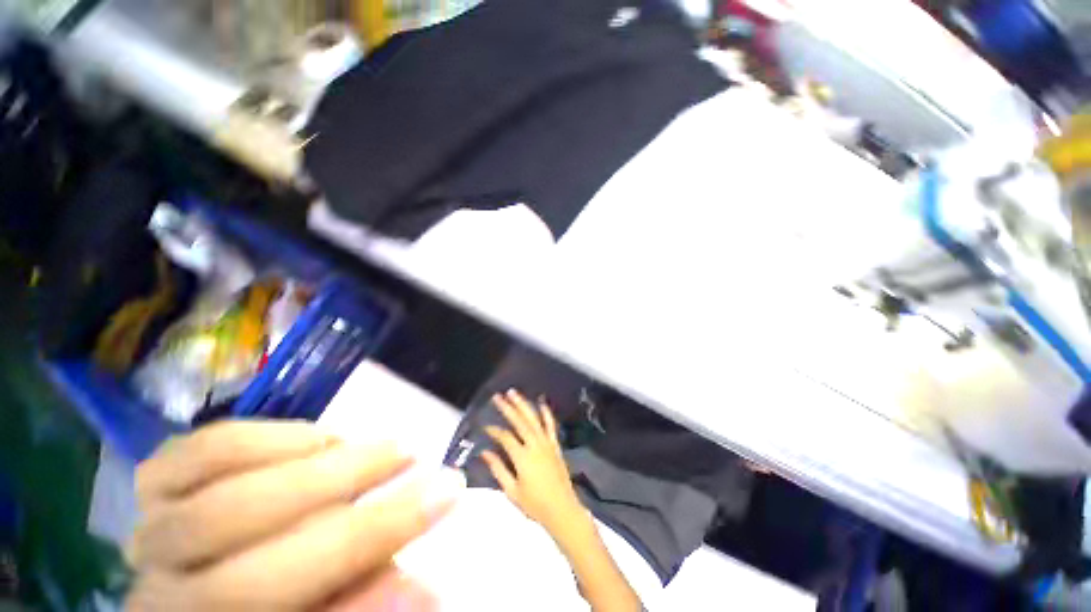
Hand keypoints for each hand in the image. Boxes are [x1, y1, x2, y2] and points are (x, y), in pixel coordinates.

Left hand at [126, 421, 463, 610]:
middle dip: (345, 497)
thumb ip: (360, 604)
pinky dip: (266, 437)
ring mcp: (148, 535)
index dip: (370, 549)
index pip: (287, 602)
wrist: (206, 594)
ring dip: (317, 465)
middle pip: (245, 557)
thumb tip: (425, 590)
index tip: (446, 496)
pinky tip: (318, 437)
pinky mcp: (154, 487)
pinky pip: (200, 451)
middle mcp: (164, 600)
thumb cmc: (277, 605)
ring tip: (379, 447)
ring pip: (219, 501)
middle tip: (414, 456)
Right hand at [481, 390, 585, 535]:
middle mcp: (535, 445)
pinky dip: (546, 413)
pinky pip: (550, 425)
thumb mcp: (512, 491)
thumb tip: (484, 453)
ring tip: (514, 393)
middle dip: (507, 408)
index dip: (494, 431)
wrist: (562, 510)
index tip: (485, 427)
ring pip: (533, 419)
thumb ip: (498, 470)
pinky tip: (541, 402)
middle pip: (519, 421)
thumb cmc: (534, 505)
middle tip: (497, 396)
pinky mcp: (555, 445)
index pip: (505, 437)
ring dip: (523, 404)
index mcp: (522, 457)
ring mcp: (547, 443)